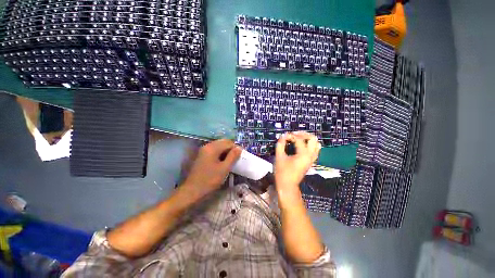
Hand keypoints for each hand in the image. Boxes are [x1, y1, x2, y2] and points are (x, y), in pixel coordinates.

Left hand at [181, 139, 241, 199]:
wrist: (192, 190)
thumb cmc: (210, 180)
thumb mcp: (224, 168)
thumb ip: (233, 156)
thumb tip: (239, 148)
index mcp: (213, 148)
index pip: (228, 143)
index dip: (236, 148)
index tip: (242, 155)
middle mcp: (207, 146)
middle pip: (223, 142)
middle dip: (231, 148)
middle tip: (237, 157)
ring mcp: (204, 150)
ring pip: (219, 145)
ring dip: (226, 150)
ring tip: (231, 159)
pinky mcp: (202, 155)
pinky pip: (214, 150)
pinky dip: (220, 153)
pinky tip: (223, 160)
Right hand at [274, 132, 320, 194]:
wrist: (287, 185)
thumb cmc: (282, 172)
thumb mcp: (279, 157)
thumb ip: (280, 145)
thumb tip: (283, 136)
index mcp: (303, 154)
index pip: (299, 139)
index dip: (290, 136)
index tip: (283, 136)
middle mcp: (311, 155)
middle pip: (312, 139)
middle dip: (303, 134)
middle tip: (294, 134)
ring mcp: (312, 159)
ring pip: (316, 144)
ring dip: (307, 139)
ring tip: (298, 138)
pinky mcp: (311, 161)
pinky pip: (315, 149)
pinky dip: (310, 144)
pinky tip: (302, 145)